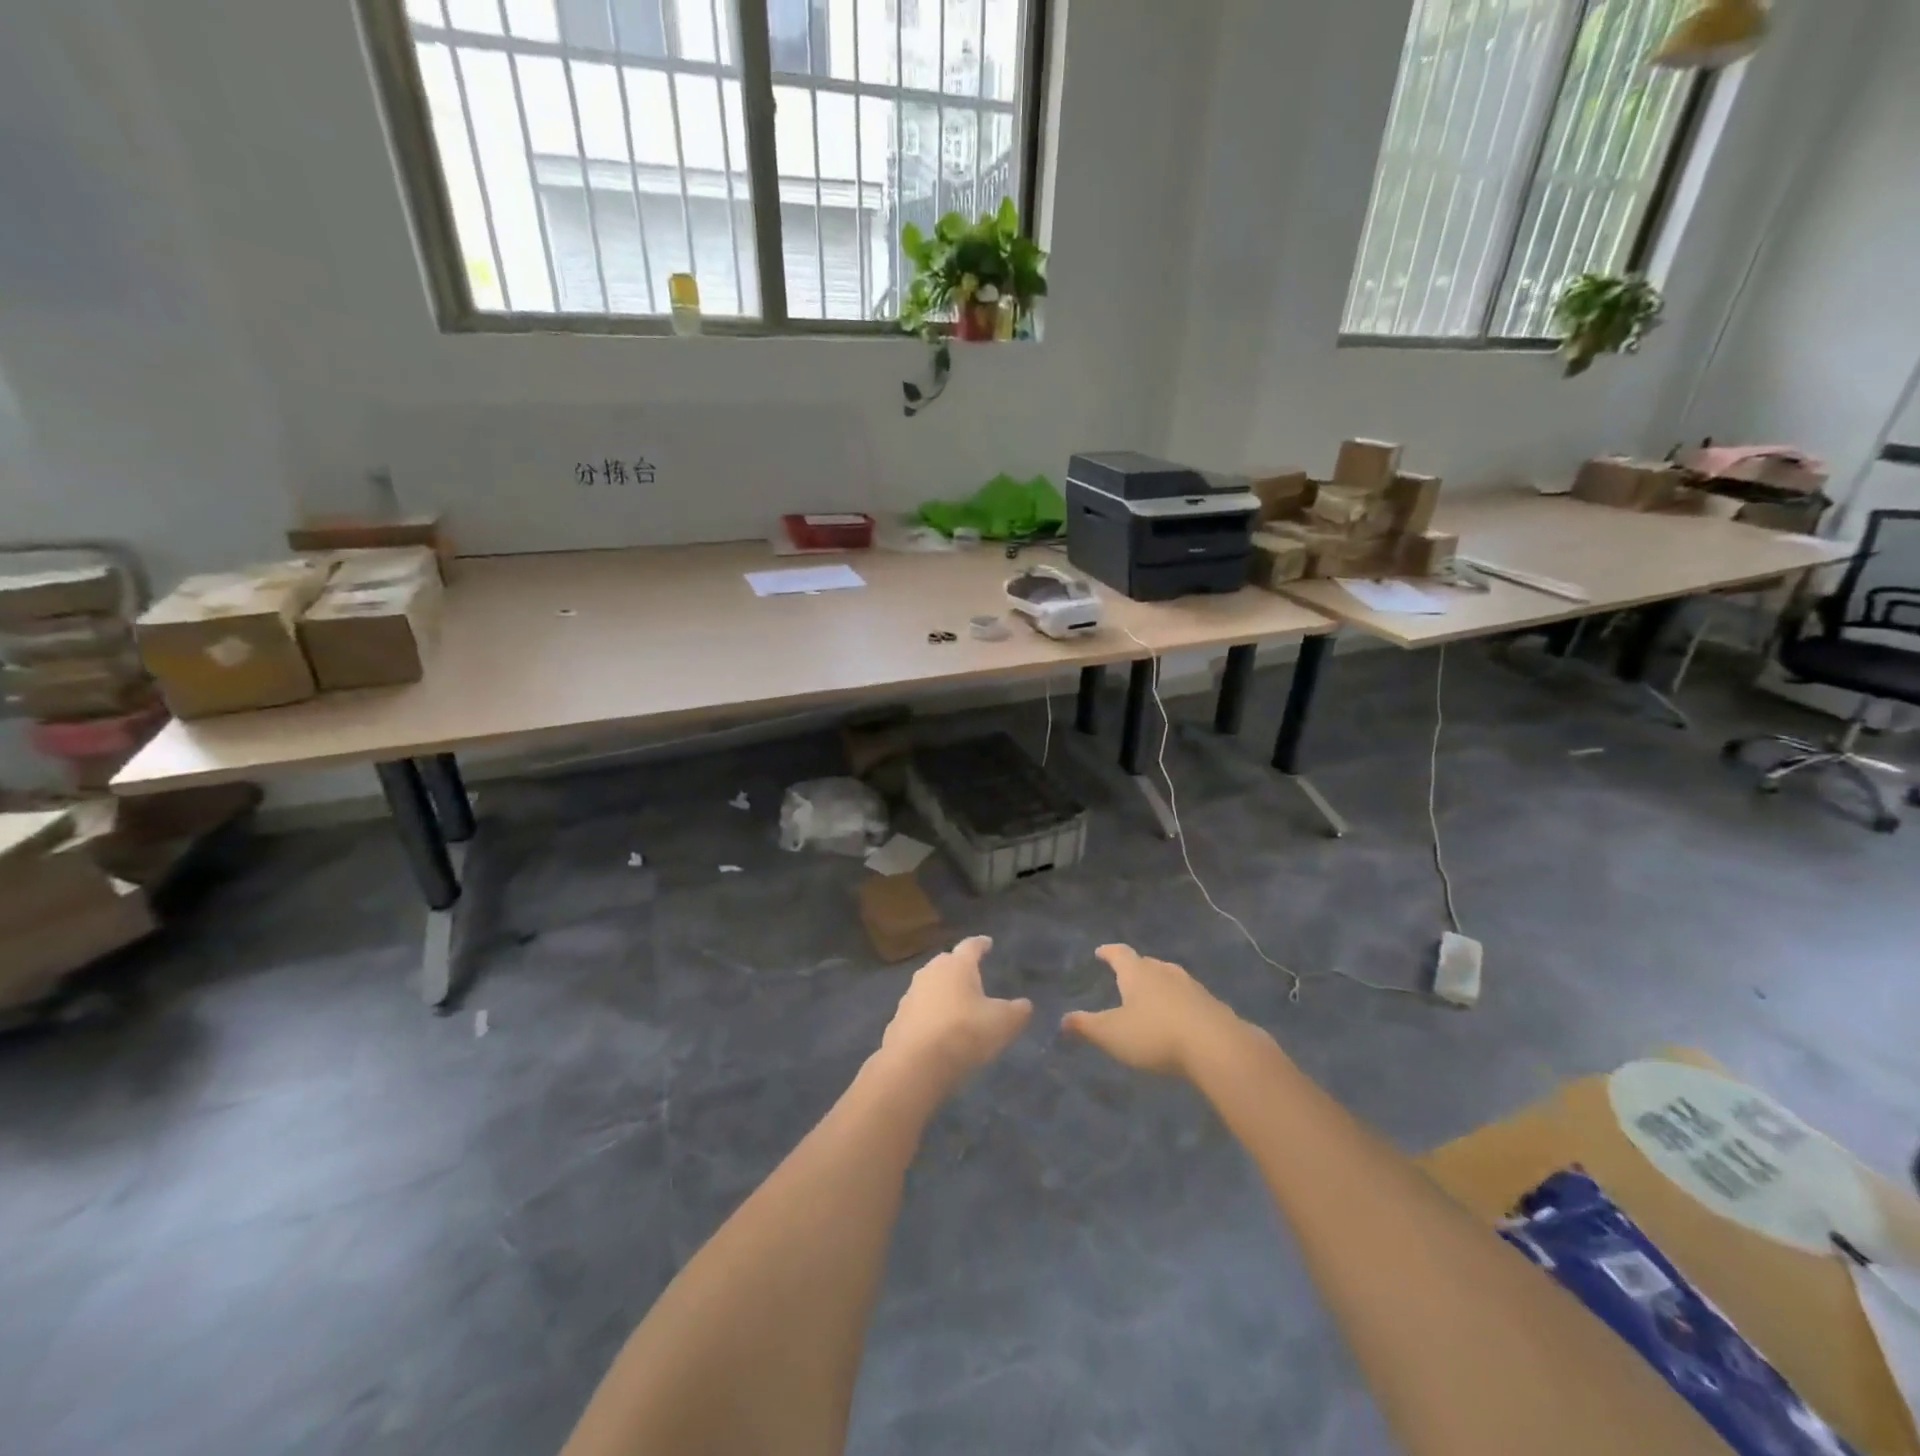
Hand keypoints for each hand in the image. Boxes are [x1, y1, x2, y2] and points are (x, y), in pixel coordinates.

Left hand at [879, 936, 1032, 1090]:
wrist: (915, 1065)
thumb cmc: (964, 1033)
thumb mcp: (1003, 1023)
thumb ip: (1017, 1011)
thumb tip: (1024, 1005)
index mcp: (957, 966)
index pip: (971, 946)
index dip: (981, 944)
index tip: (987, 942)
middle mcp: (930, 973)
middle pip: (946, 963)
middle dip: (959, 967)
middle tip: (971, 974)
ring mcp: (910, 996)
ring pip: (930, 986)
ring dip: (942, 991)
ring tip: (956, 1003)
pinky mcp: (898, 1020)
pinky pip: (919, 1010)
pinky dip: (930, 1015)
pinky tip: (937, 1029)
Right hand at [1062, 944, 1242, 1076]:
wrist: (1217, 1047)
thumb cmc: (1155, 1035)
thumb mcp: (1112, 1034)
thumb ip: (1086, 1026)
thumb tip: (1063, 1020)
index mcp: (1137, 973)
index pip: (1119, 954)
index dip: (1108, 952)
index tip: (1100, 952)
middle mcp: (1165, 972)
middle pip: (1147, 963)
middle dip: (1135, 968)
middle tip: (1126, 976)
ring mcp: (1192, 987)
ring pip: (1170, 978)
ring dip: (1160, 984)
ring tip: (1152, 996)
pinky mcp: (1212, 1005)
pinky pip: (1190, 998)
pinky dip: (1180, 1003)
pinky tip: (1180, 1018)